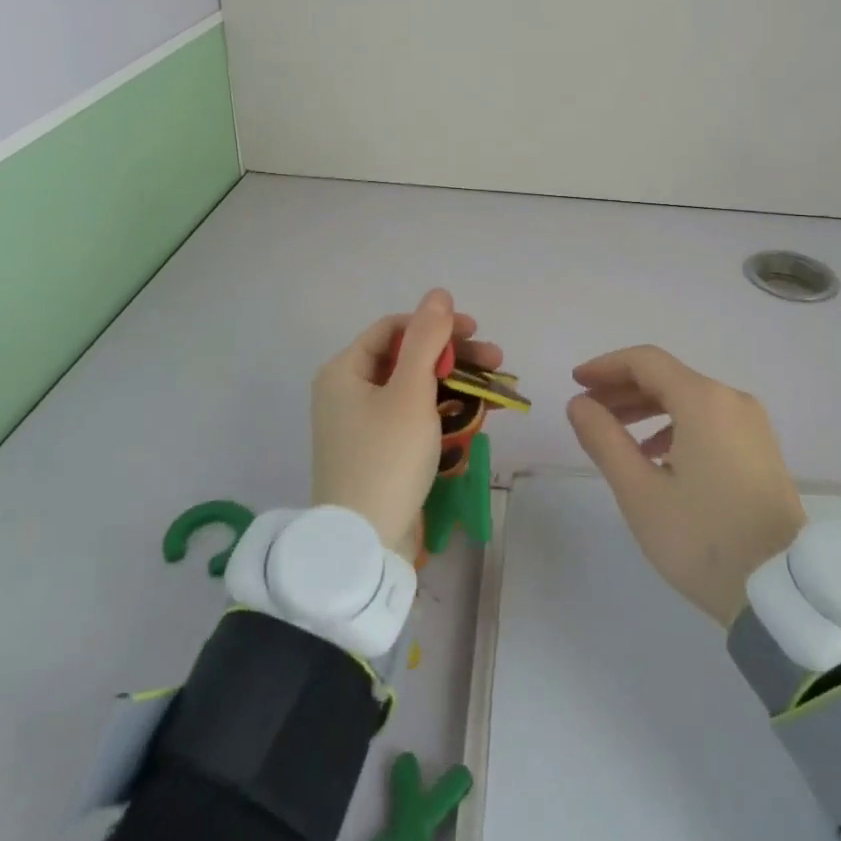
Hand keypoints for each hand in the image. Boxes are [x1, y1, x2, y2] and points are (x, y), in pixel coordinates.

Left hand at [311, 289, 503, 555]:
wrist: (363, 547)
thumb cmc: (385, 459)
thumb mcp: (410, 393)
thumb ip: (426, 339)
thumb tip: (438, 293)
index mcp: (344, 371)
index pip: (394, 329)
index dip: (436, 325)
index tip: (475, 332)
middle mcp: (347, 392)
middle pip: (406, 357)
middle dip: (452, 355)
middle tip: (495, 361)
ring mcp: (360, 425)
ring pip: (413, 388)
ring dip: (453, 383)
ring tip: (494, 389)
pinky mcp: (376, 451)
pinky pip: (410, 417)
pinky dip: (440, 412)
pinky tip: (473, 415)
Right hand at [567, 345, 805, 625]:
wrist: (782, 593)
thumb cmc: (703, 538)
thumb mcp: (640, 491)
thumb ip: (604, 439)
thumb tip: (578, 404)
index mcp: (703, 400)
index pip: (645, 361)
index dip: (606, 367)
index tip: (576, 383)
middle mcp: (731, 400)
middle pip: (667, 377)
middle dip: (622, 389)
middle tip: (587, 411)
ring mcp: (751, 424)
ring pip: (688, 399)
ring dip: (647, 409)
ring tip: (614, 434)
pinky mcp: (760, 449)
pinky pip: (708, 419)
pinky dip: (674, 425)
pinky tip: (655, 455)